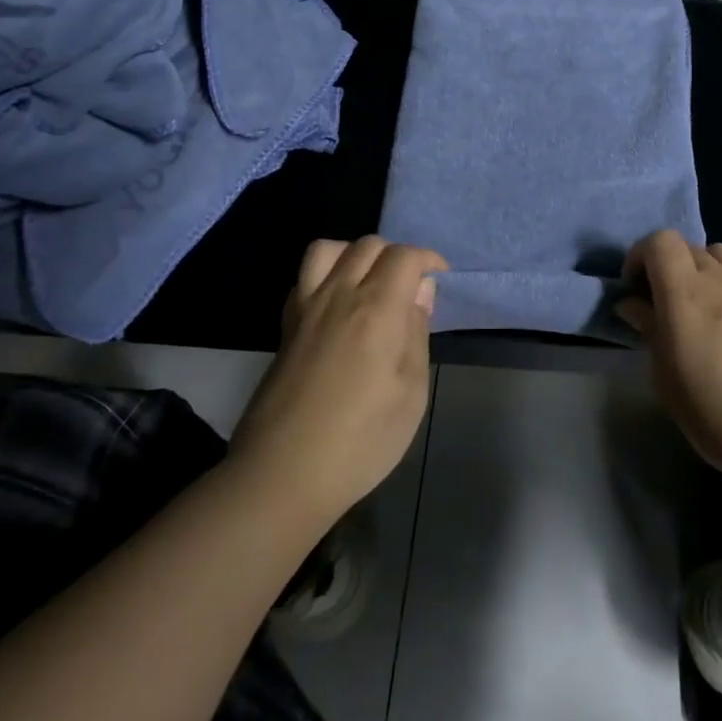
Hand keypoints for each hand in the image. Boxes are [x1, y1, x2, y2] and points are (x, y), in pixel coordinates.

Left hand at [228, 236, 446, 524]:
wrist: (281, 475)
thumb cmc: (360, 442)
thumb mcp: (411, 393)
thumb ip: (416, 333)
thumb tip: (420, 291)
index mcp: (376, 309)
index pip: (404, 256)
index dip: (428, 259)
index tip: (440, 279)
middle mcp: (339, 296)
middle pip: (368, 245)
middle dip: (396, 255)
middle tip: (409, 287)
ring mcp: (306, 308)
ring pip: (329, 249)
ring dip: (355, 254)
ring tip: (370, 284)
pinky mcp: (286, 326)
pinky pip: (305, 276)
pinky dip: (326, 273)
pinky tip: (338, 305)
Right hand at [619, 231, 721, 498]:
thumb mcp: (670, 385)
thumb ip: (650, 334)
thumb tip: (633, 304)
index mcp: (686, 296)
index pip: (659, 241)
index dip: (641, 256)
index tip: (635, 290)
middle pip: (689, 247)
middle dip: (669, 267)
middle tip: (664, 306)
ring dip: (705, 269)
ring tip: (704, 307)